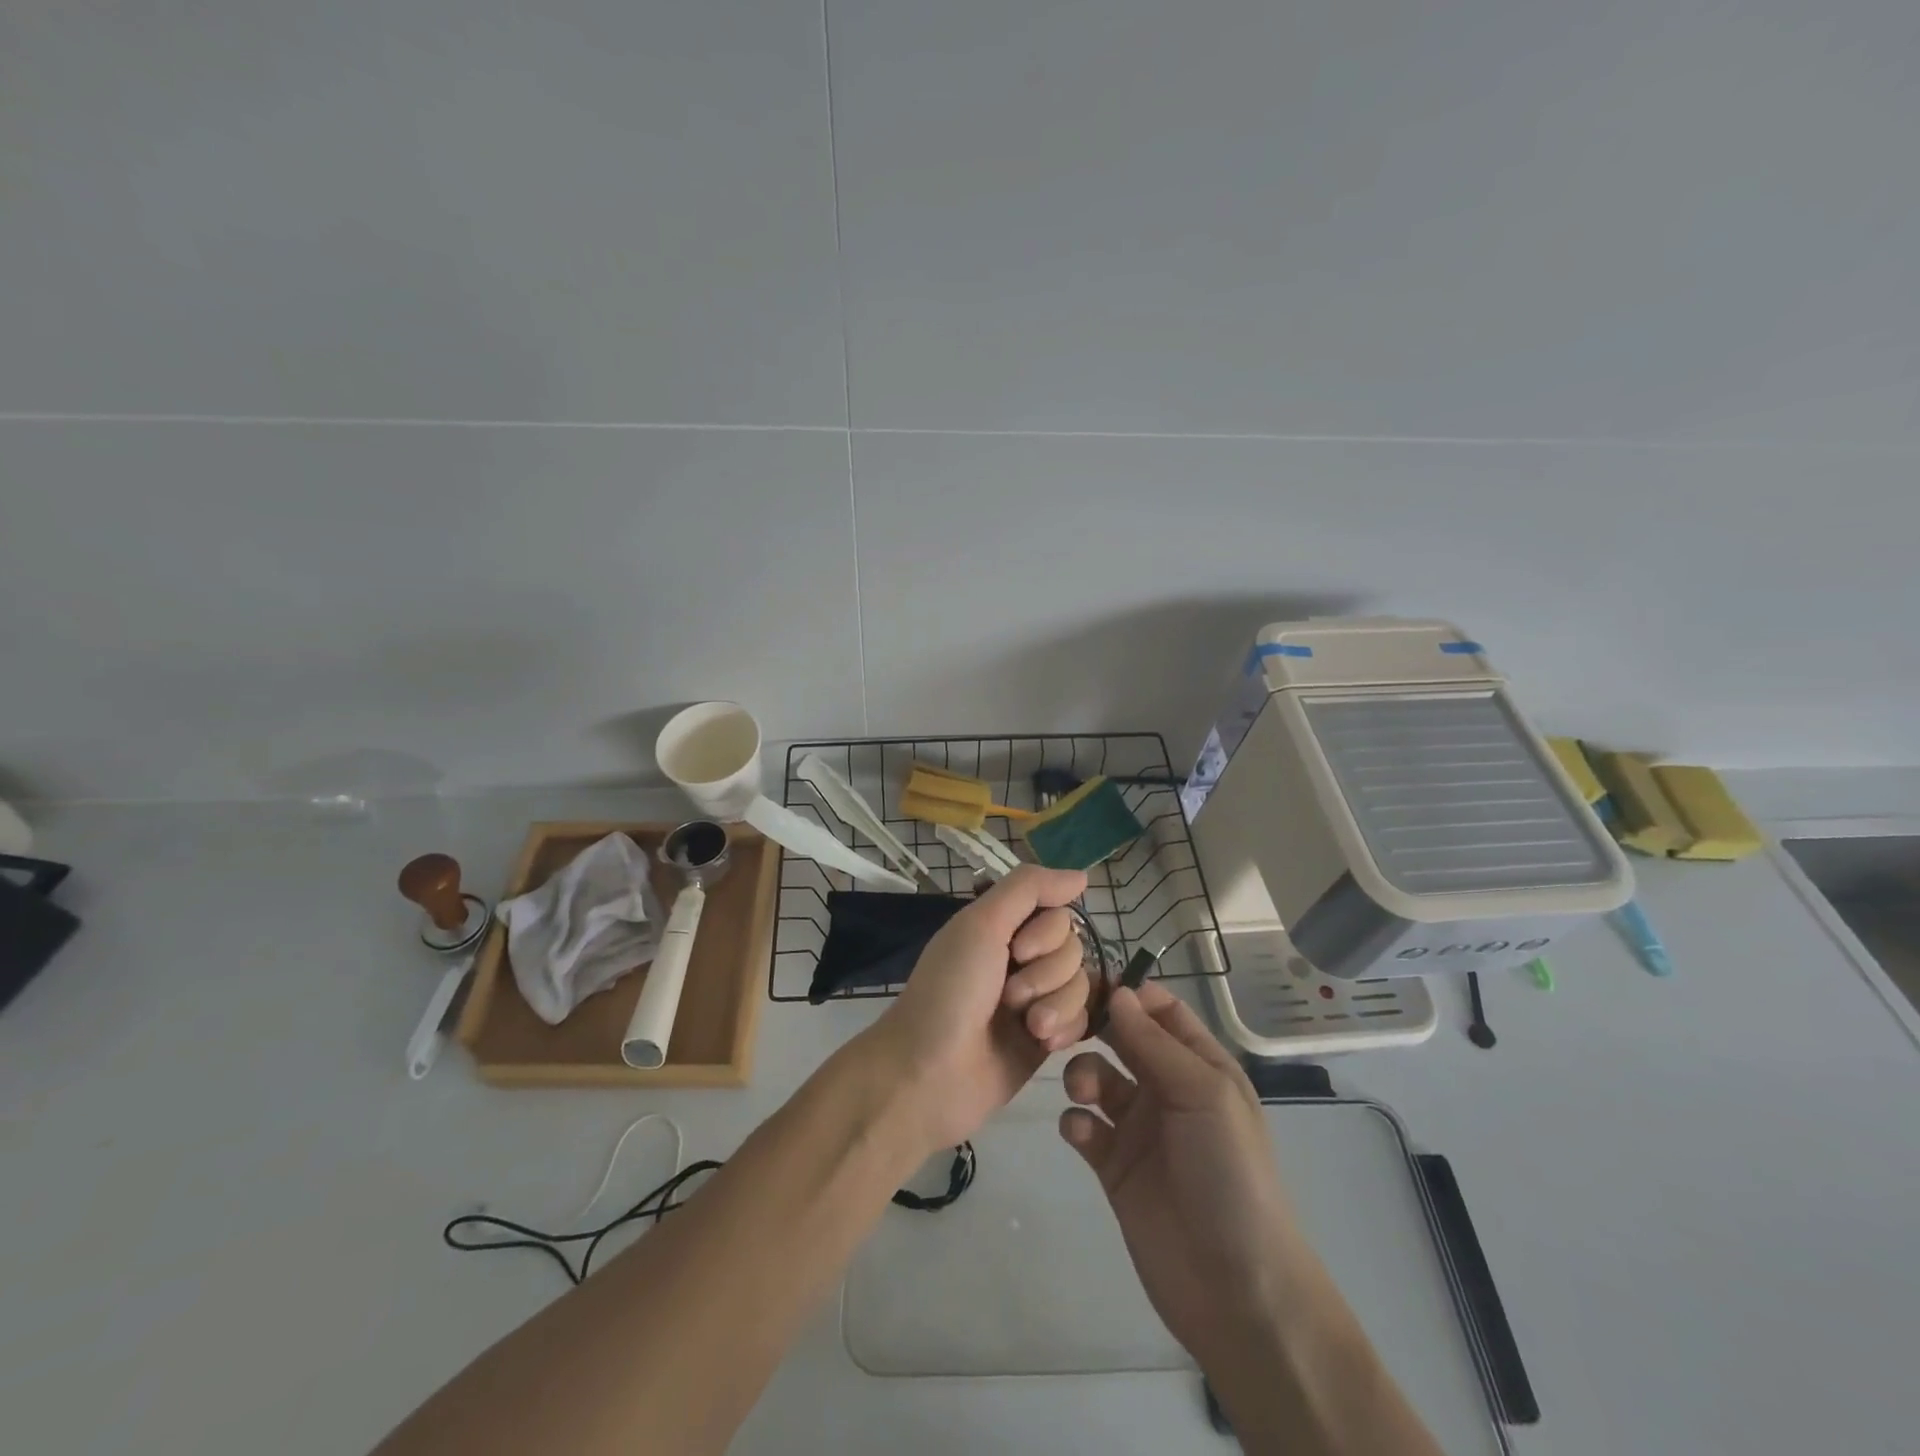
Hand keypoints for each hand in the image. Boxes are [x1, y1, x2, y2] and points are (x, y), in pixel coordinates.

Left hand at [867, 865, 1092, 1152]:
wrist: (930, 1074)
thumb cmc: (950, 992)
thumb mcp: (981, 925)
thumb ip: (1030, 889)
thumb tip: (1082, 875)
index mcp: (1001, 926)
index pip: (1058, 911)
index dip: (1047, 932)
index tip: (1016, 950)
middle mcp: (1020, 956)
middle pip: (1073, 947)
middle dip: (1047, 973)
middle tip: (1009, 995)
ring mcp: (1035, 998)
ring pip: (1082, 983)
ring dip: (1056, 1003)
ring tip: (1027, 1025)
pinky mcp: (1046, 1036)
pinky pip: (1082, 1019)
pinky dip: (1065, 1028)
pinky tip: (1041, 1042)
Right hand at [1059, 983, 1316, 1372]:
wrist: (1235, 1287)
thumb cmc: (1230, 1174)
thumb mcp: (1204, 1095)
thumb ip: (1155, 1043)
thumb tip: (1118, 993)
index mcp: (1201, 1066)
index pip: (1161, 1011)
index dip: (1130, 993)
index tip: (1090, 982)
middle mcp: (1168, 1088)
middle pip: (1123, 1038)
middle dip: (1094, 1027)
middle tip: (1062, 1023)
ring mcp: (1139, 1128)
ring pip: (1098, 1076)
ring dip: (1083, 1073)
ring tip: (1083, 1092)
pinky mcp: (1114, 1166)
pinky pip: (1085, 1126)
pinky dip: (1076, 1121)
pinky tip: (1082, 1133)